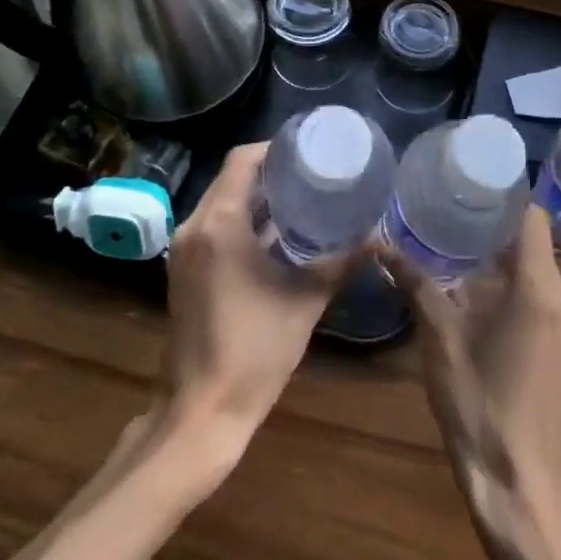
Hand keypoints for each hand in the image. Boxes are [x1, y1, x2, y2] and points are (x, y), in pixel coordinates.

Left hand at [157, 143, 351, 460]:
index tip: (308, 149)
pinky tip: (277, 234)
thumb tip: (377, 235)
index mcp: (219, 223)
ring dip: (256, 198)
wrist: (203, 411)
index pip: (242, 160)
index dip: (274, 148)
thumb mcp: (307, 300)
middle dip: (270, 172)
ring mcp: (184, 250)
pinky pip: (214, 227)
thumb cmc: (256, 350)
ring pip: (221, 203)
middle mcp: (194, 227)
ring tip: (301, 197)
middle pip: (230, 178)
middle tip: (312, 172)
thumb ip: (341, 261)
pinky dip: (242, 221)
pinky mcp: (184, 271)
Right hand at [387, 210, 560, 527]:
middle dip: (494, 220)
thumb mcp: (439, 338)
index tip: (469, 180)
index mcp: (539, 289)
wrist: (516, 481)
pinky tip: (474, 280)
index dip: (504, 193)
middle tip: (450, 203)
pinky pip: (540, 289)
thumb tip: (379, 244)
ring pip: (536, 264)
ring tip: (455, 235)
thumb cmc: (477, 404)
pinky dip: (511, 276)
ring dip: (501, 250)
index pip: (531, 217)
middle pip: (533, 238)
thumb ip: (415, 283)